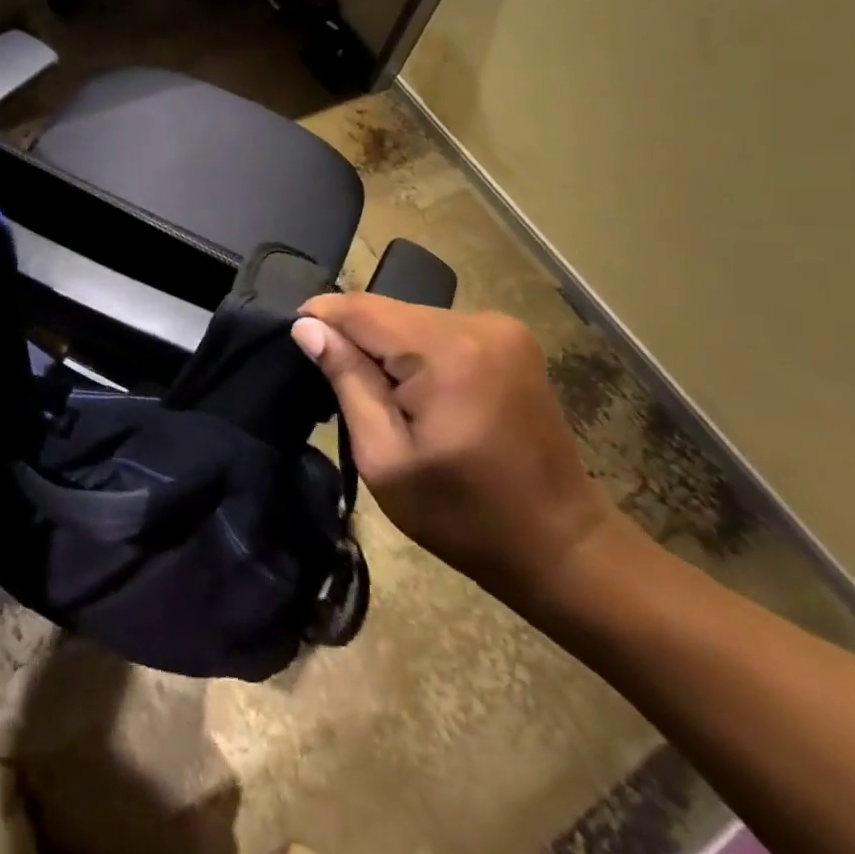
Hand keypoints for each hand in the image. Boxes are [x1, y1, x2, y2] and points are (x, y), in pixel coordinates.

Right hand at [292, 294, 618, 606]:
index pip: (361, 308)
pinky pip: (439, 329)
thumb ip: (347, 381)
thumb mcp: (385, 458)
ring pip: (412, 318)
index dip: (321, 316)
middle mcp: (477, 323)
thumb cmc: (464, 516)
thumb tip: (307, 327)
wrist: (562, 545)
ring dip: (385, 345)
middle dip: (354, 337)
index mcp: (448, 352)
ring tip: (374, 392)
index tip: (292, 340)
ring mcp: (502, 328)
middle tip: (332, 382)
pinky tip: (414, 388)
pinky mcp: (512, 340)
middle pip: (387, 310)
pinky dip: (416, 350)